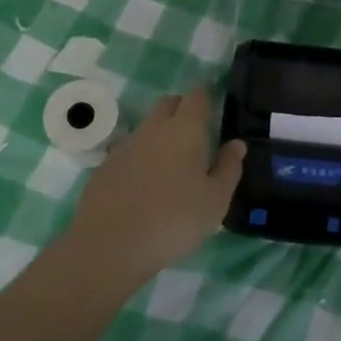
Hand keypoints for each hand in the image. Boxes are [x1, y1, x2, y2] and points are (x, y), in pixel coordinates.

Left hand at [65, 85, 245, 283]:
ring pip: (147, 128)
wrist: (110, 246)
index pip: (196, 96)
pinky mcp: (104, 167)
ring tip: (171, 164)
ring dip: (159, 135)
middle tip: (195, 132)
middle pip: (168, 104)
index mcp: (185, 130)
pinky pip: (128, 152)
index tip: (213, 104)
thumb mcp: (215, 200)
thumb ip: (229, 168)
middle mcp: (153, 129)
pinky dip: (140, 159)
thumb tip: (236, 144)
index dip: (205, 95)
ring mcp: (125, 146)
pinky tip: (144, 184)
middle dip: (181, 109)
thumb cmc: (174, 220)